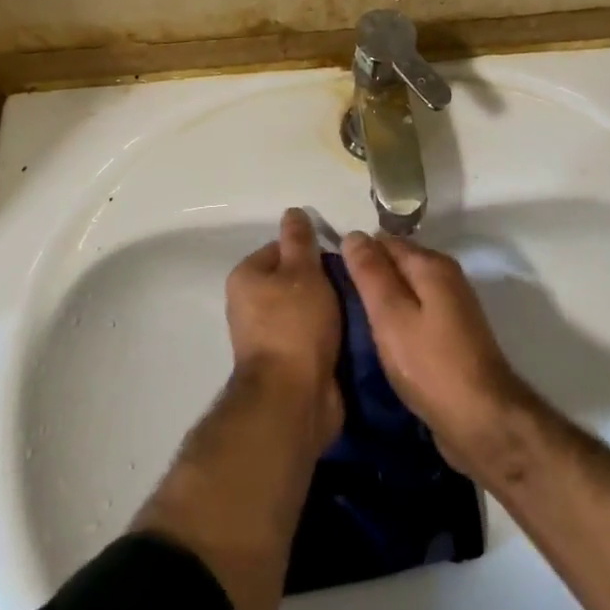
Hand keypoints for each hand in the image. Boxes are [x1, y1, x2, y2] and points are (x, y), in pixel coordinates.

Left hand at [225, 209, 342, 444]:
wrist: (293, 398)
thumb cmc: (295, 324)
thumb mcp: (302, 272)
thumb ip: (300, 241)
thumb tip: (293, 212)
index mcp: (247, 278)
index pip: (281, 248)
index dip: (311, 250)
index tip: (340, 257)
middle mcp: (251, 306)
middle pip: (296, 280)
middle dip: (326, 281)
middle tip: (356, 280)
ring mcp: (269, 337)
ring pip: (308, 310)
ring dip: (333, 309)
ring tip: (363, 303)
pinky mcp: (289, 363)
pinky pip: (314, 337)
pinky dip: (333, 334)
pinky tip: (357, 331)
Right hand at [340, 231, 533, 472]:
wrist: (482, 421)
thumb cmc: (430, 365)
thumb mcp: (391, 315)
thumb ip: (371, 273)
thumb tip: (353, 234)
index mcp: (431, 265)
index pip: (383, 242)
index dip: (356, 256)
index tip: (330, 279)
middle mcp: (446, 277)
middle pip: (397, 264)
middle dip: (369, 278)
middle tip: (337, 303)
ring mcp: (452, 307)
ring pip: (406, 291)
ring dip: (382, 303)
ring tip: (352, 323)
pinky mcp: (452, 336)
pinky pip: (416, 314)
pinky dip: (398, 322)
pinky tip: (380, 342)